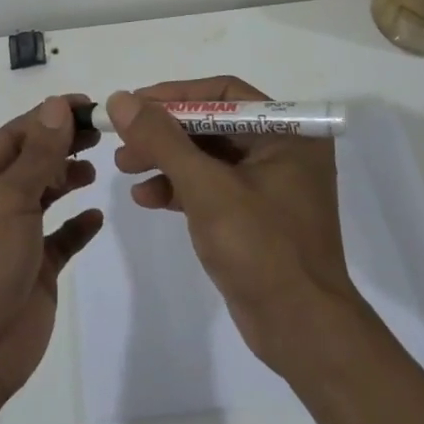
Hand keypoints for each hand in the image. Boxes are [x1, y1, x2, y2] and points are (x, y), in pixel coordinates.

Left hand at [0, 95, 103, 404]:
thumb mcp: (6, 201)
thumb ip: (38, 155)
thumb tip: (58, 105)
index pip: (13, 137)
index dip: (50, 118)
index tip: (90, 105)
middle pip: (30, 163)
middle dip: (63, 146)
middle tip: (103, 134)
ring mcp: (9, 239)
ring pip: (43, 196)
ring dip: (68, 179)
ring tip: (97, 168)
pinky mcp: (32, 269)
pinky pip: (59, 239)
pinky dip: (76, 225)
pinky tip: (95, 216)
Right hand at [107, 77, 356, 373]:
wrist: (301, 330)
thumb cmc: (261, 248)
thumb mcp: (206, 188)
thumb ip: (162, 140)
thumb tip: (121, 99)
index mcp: (288, 132)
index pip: (224, 93)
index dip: (175, 95)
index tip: (134, 104)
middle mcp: (282, 151)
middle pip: (212, 125)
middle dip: (165, 133)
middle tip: (122, 141)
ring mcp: (269, 185)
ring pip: (208, 157)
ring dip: (166, 161)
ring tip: (125, 169)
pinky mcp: (254, 216)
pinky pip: (211, 188)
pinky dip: (179, 189)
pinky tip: (147, 198)